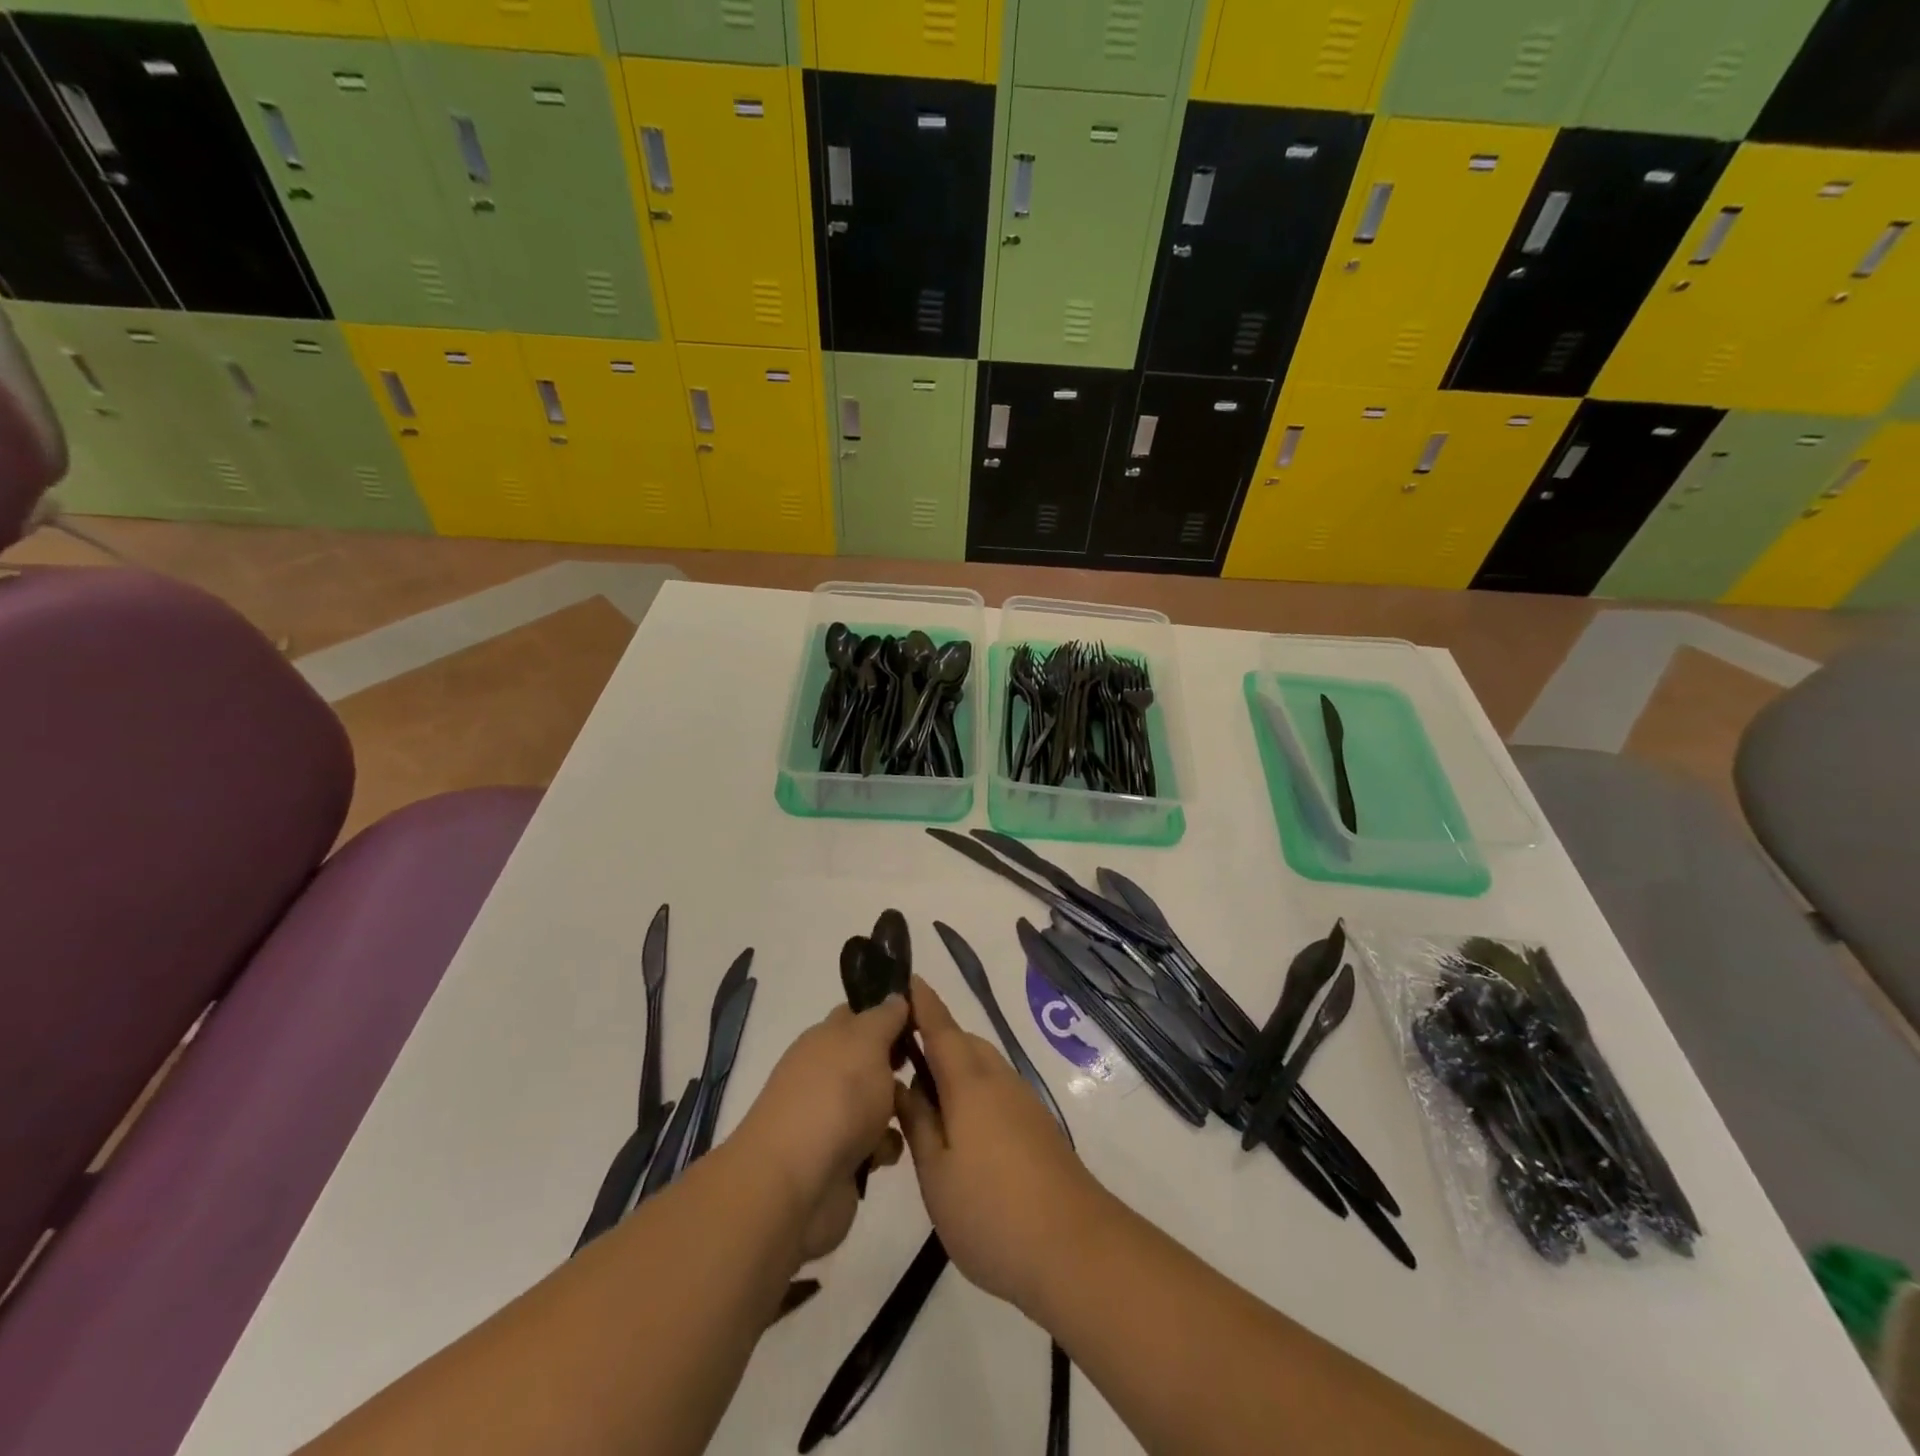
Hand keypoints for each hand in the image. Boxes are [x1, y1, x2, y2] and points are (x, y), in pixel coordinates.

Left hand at [733, 997, 908, 1262]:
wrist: (797, 1185)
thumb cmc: (835, 1098)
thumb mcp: (867, 1041)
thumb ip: (885, 1016)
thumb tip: (896, 997)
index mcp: (826, 1038)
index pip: (860, 1014)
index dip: (891, 1012)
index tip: (925, 1019)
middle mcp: (827, 1073)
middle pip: (873, 1060)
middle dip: (902, 1064)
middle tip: (931, 1068)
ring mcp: (833, 1118)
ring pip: (880, 1102)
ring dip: (900, 1108)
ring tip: (919, 1114)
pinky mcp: (842, 1160)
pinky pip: (877, 1144)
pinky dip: (886, 1147)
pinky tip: (890, 1153)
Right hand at [894, 976, 1109, 1312]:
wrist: (1075, 1248)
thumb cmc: (992, 1212)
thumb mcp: (937, 1174)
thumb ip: (918, 1123)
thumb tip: (902, 1083)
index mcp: (969, 1082)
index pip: (940, 1027)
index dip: (922, 1002)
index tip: (905, 977)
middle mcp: (999, 1079)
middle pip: (963, 1043)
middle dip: (934, 1038)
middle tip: (898, 1056)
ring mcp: (1022, 1101)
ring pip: (981, 1067)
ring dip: (953, 1067)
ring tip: (922, 1096)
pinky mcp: (1036, 1125)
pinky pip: (995, 1089)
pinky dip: (971, 1091)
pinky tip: (958, 1127)